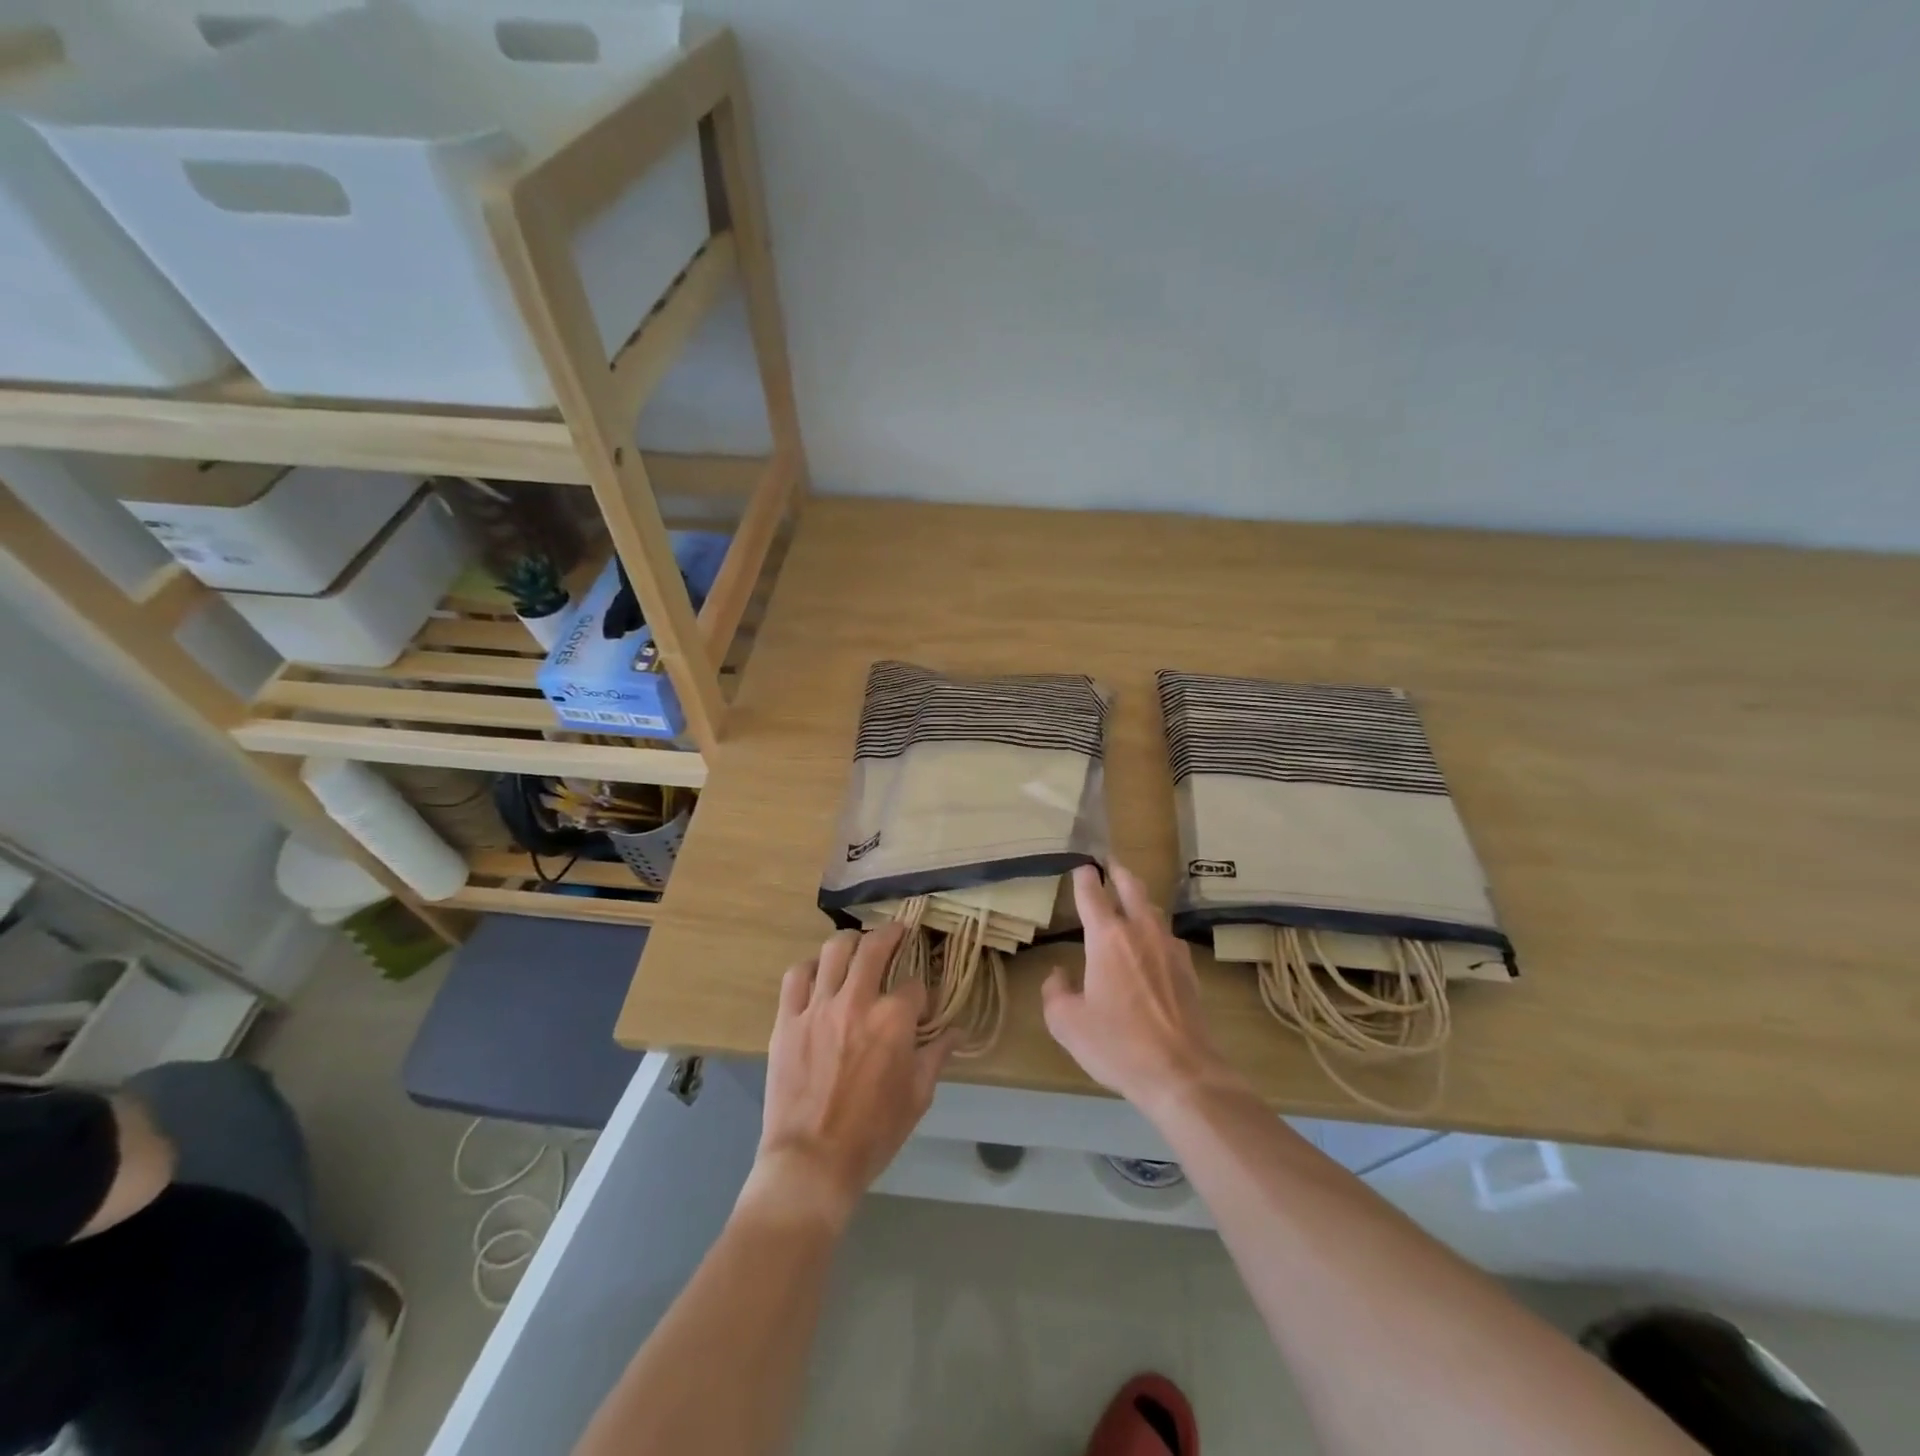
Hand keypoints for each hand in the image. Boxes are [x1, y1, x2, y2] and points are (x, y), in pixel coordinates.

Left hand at [748, 924, 952, 1229]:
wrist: (812, 1163)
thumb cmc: (873, 1134)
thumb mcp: (917, 1097)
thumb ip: (937, 1056)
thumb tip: (957, 1032)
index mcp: (893, 1020)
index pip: (914, 986)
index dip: (922, 993)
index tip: (921, 1004)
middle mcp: (857, 1001)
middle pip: (875, 947)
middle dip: (891, 934)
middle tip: (897, 932)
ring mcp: (818, 1007)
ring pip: (834, 950)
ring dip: (851, 942)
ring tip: (857, 945)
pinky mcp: (787, 1020)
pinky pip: (796, 976)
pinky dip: (810, 967)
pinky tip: (819, 973)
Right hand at [1043, 864, 1239, 1114]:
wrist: (1182, 1073)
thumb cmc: (1117, 1044)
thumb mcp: (1067, 1023)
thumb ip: (1055, 992)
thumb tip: (1060, 974)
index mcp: (1107, 938)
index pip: (1092, 894)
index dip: (1084, 877)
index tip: (1081, 866)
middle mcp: (1141, 932)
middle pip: (1132, 887)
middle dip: (1118, 871)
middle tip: (1109, 862)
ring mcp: (1170, 948)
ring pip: (1153, 910)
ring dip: (1139, 898)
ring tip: (1130, 900)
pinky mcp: (1188, 970)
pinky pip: (1168, 937)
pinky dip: (1155, 930)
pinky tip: (1152, 945)